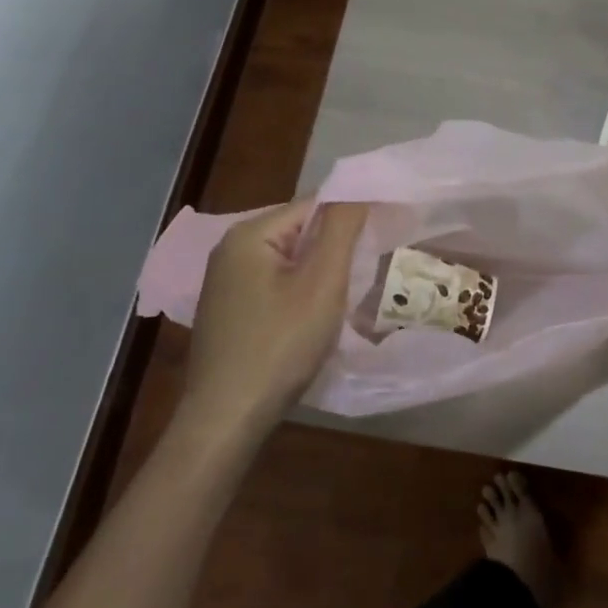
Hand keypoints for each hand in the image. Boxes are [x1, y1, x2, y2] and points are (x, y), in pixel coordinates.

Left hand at [178, 201, 367, 438]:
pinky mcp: (228, 311)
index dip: (351, 218)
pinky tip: (312, 319)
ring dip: (318, 273)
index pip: (313, 206)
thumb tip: (358, 188)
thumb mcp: (322, 282)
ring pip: (288, 261)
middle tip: (365, 272)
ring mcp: (225, 282)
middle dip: (334, 249)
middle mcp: (230, 249)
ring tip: (345, 296)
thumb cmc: (280, 345)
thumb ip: (341, 228)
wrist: (227, 420)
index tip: (382, 238)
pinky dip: (298, 293)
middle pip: (299, 232)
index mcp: (249, 234)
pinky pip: (274, 285)